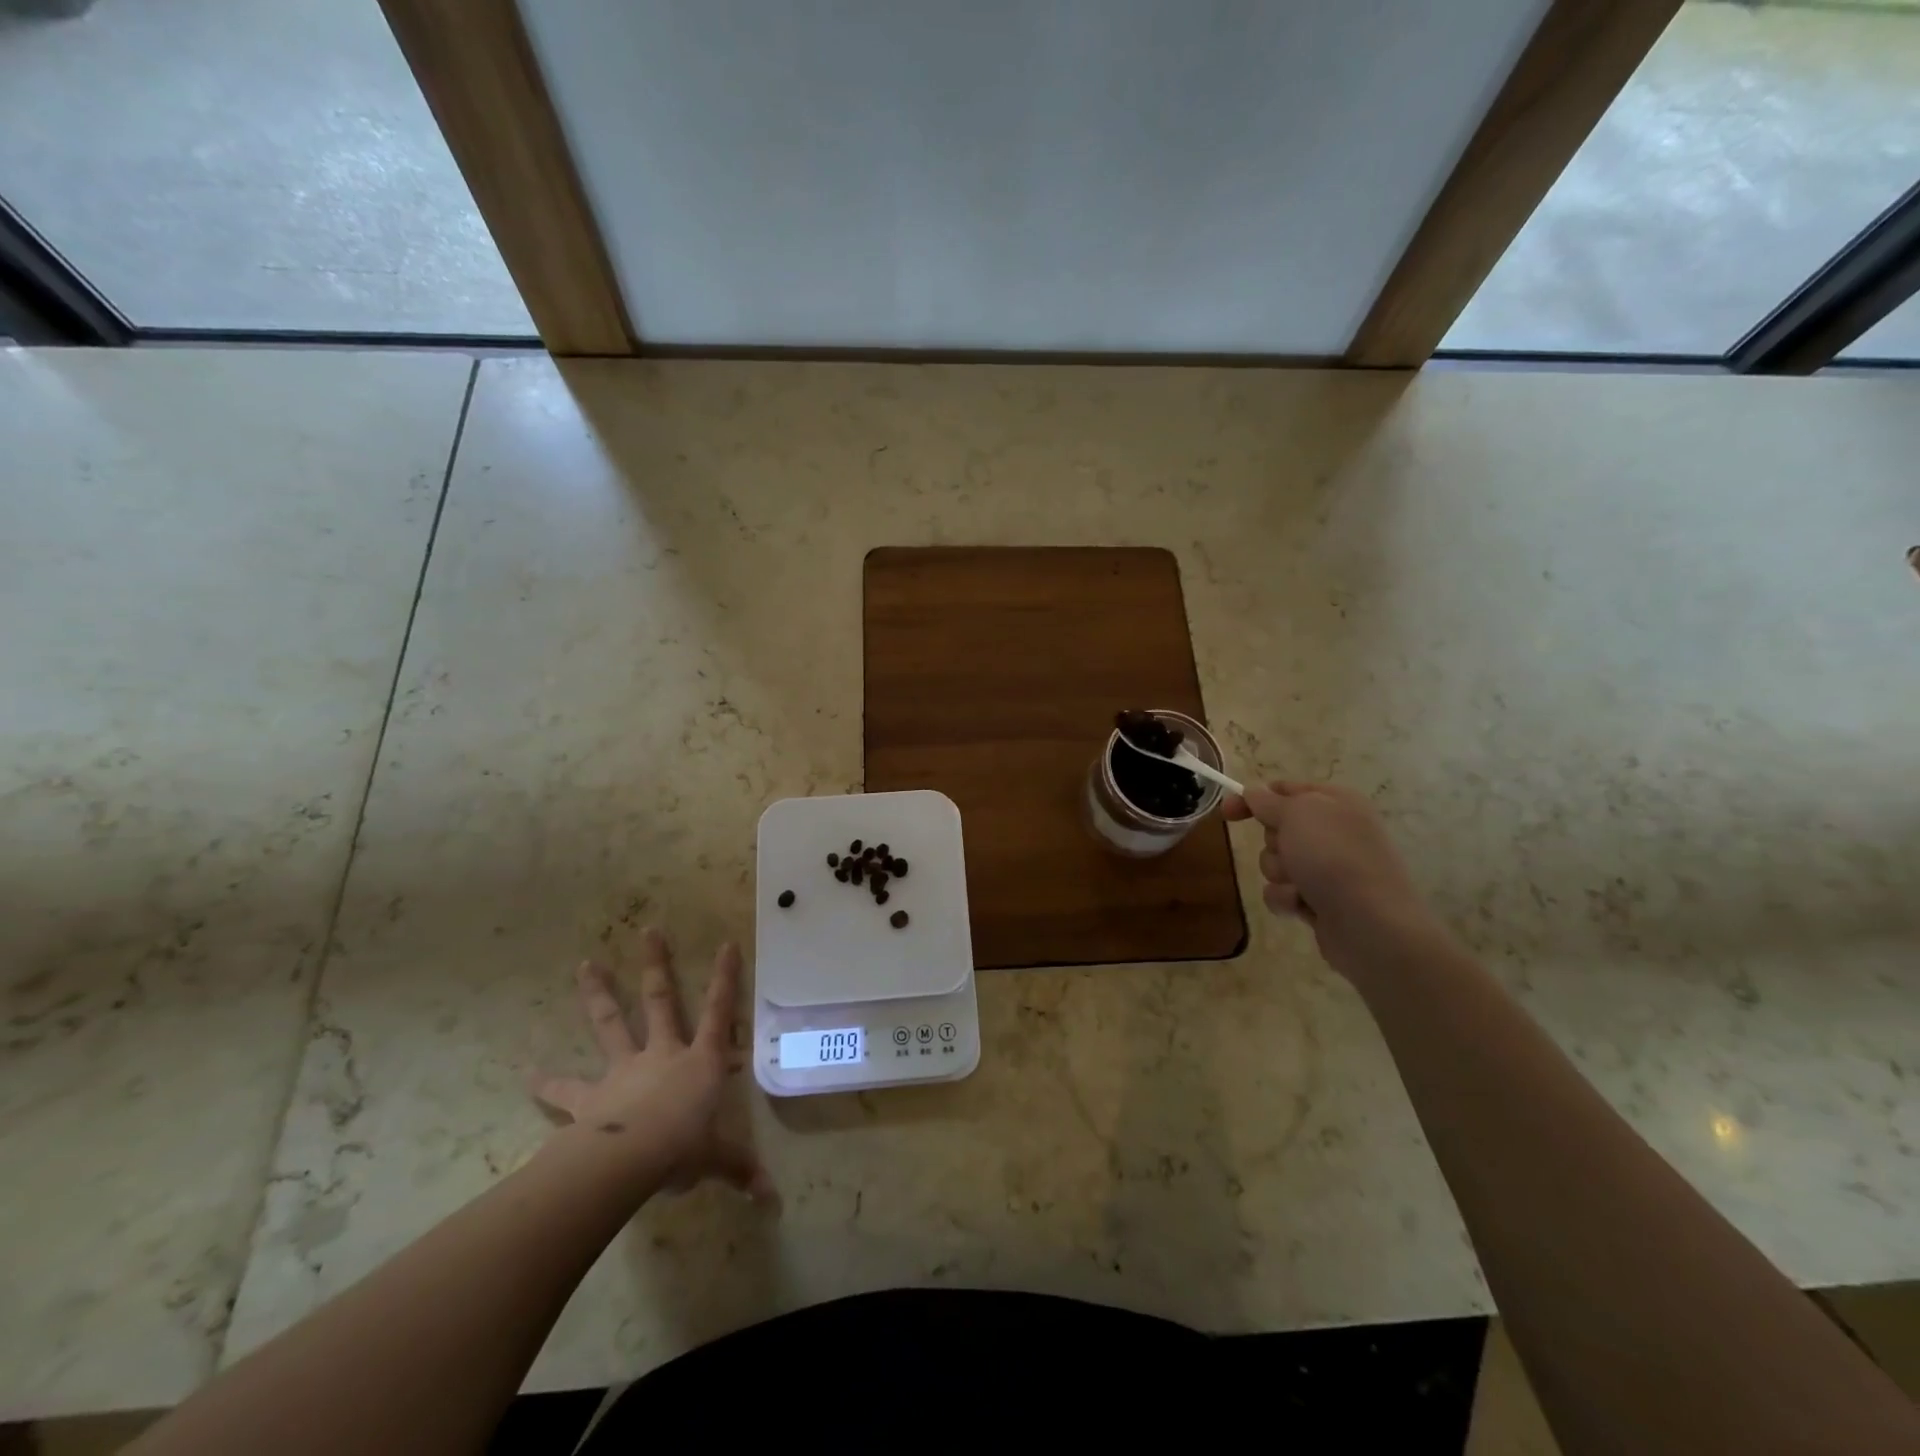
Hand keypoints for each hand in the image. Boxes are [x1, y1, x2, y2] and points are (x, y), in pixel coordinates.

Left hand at [532, 929, 772, 1199]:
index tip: (728, 943)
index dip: (726, 978)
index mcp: (700, 1061)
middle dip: (657, 965)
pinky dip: (545, 1083)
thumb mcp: (717, 1158)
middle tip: (649, 930)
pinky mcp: (590, 1098)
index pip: (721, 1011)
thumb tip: (771, 1201)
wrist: (629, 1160)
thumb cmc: (683, 1148)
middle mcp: (663, 1053)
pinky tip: (526, 1075)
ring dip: (598, 994)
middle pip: (662, 1000)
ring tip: (585, 965)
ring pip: (611, 1023)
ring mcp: (624, 1070)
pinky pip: (565, 1090)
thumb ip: (739, 1170)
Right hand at [1223, 780, 1438, 975]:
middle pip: (1276, 828)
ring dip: (1279, 873)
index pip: (1284, 789)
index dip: (1253, 799)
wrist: (1370, 924)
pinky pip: (1283, 892)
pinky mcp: (1321, 900)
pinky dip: (1286, 898)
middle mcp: (1334, 832)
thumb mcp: (1296, 814)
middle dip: (1273, 843)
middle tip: (1289, 851)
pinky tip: (1302, 905)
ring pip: (1276, 862)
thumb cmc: (1334, 857)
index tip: (1228, 813)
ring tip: (1300, 885)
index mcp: (1335, 802)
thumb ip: (1268, 800)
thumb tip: (1253, 793)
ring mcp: (1329, 868)